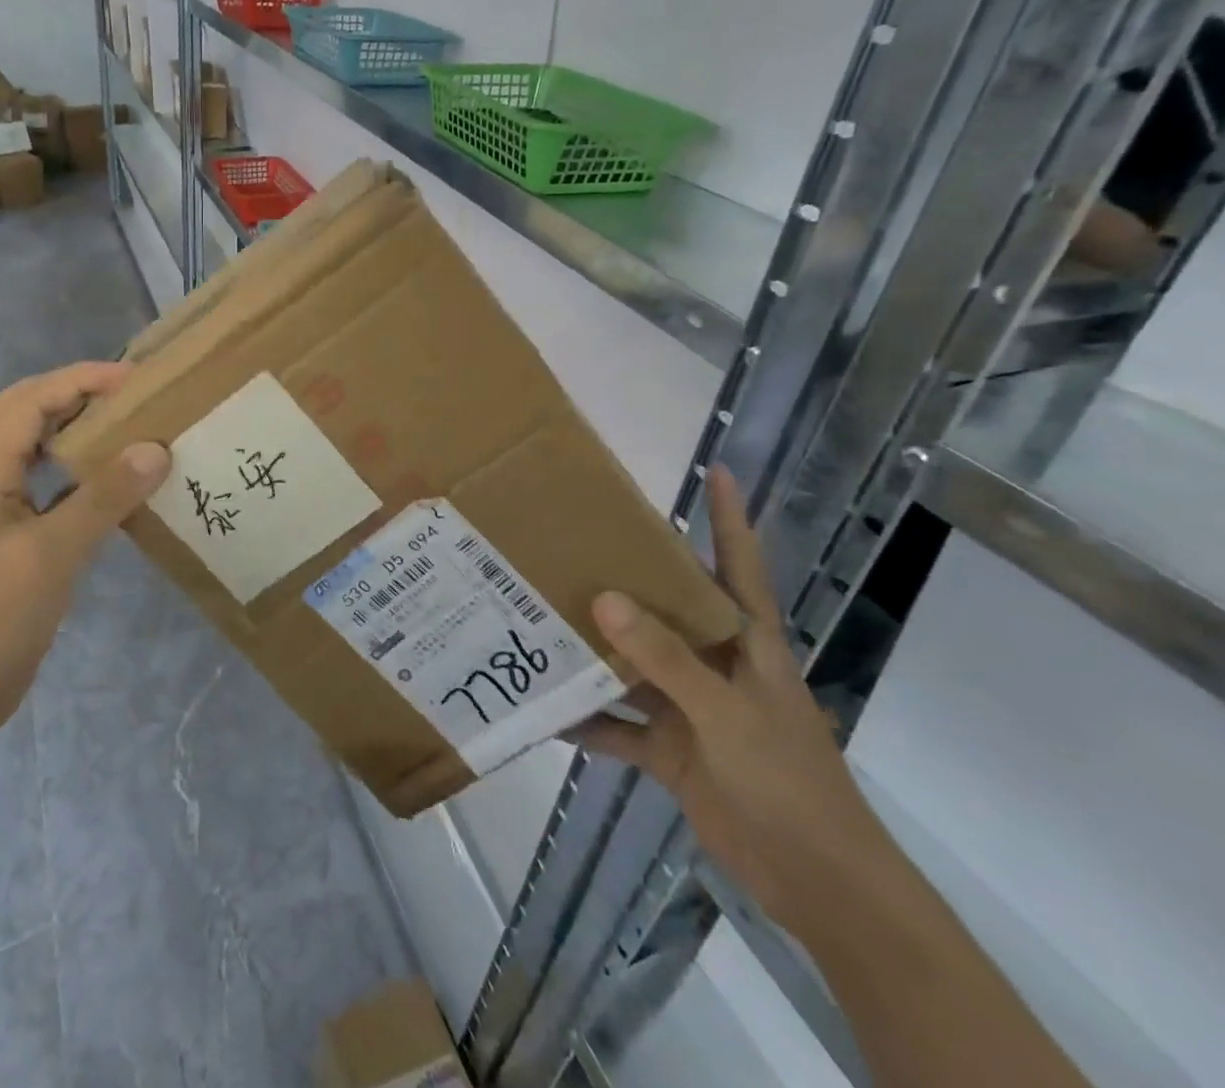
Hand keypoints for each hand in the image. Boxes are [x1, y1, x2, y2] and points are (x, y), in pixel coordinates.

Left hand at [0, 362, 169, 739]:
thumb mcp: (52, 553)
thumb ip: (103, 498)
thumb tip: (155, 450)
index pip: (29, 402)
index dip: (78, 380)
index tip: (131, 380)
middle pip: (19, 412)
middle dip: (68, 391)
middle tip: (121, 392)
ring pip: (28, 446)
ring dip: (67, 425)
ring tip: (117, 422)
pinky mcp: (11, 538)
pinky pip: (43, 484)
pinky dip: (73, 469)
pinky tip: (106, 481)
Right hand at [570, 468, 898, 940]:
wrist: (817, 882)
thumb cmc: (786, 779)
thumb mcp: (725, 711)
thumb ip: (665, 657)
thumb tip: (603, 597)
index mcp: (745, 642)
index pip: (738, 564)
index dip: (730, 517)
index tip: (716, 470)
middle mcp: (713, 664)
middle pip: (665, 608)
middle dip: (624, 576)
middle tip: (568, 541)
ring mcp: (689, 707)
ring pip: (631, 664)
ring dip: (591, 648)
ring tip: (535, 615)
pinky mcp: (670, 748)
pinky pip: (616, 725)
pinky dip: (583, 720)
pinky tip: (540, 708)